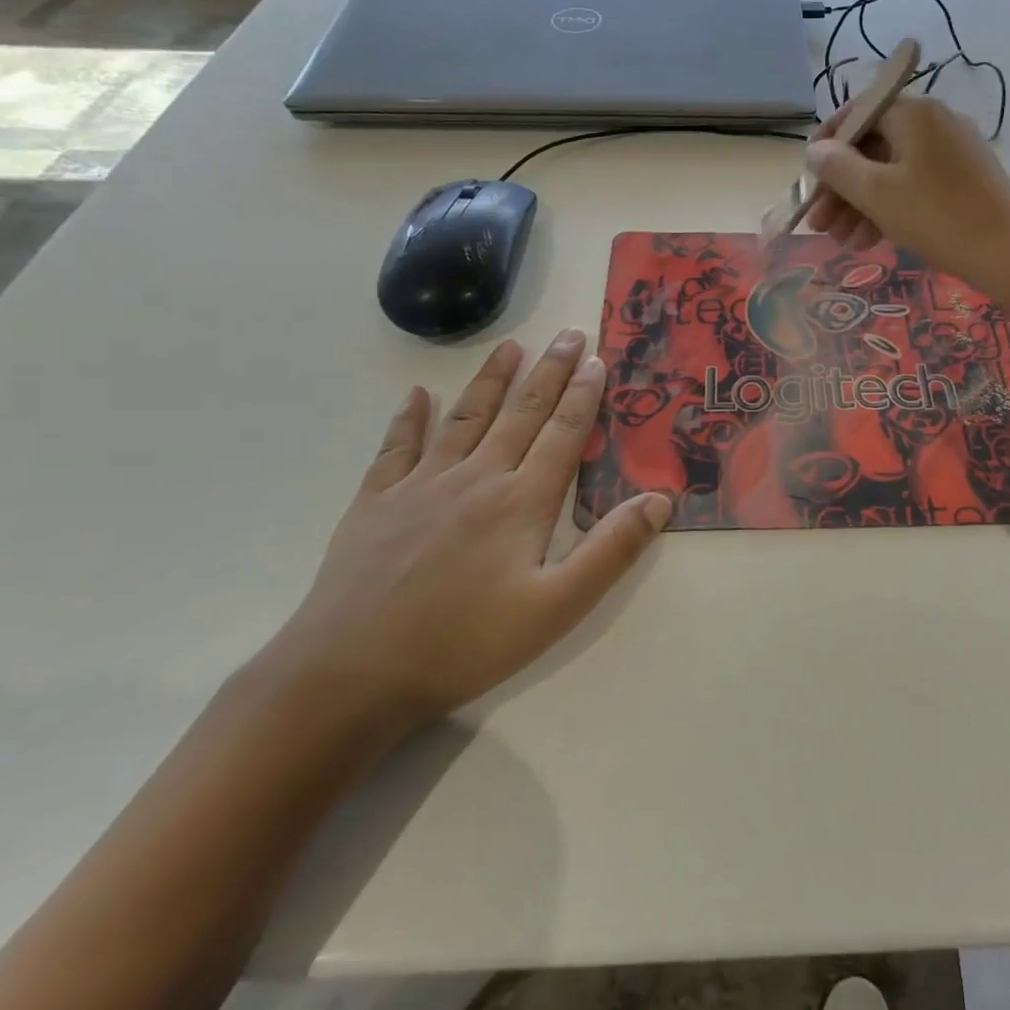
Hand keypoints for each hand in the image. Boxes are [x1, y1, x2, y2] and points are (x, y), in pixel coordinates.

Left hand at [262, 330, 671, 733]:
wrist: (350, 675)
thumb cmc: (464, 644)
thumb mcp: (556, 608)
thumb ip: (612, 550)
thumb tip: (660, 499)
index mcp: (522, 501)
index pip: (562, 433)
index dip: (583, 395)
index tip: (598, 359)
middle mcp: (476, 477)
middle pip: (521, 413)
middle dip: (550, 371)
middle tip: (569, 334)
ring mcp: (421, 485)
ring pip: (466, 418)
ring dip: (492, 380)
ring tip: (511, 346)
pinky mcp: (376, 501)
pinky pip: (397, 447)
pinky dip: (410, 417)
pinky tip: (418, 394)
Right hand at [804, 96, 1009, 295]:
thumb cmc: (937, 217)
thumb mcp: (876, 193)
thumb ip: (837, 168)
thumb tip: (816, 151)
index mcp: (914, 114)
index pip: (858, 112)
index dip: (828, 143)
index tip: (809, 176)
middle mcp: (935, 123)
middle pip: (873, 147)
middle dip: (841, 186)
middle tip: (819, 224)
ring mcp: (953, 153)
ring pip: (892, 171)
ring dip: (861, 204)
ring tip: (842, 241)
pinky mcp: (965, 181)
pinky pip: (915, 186)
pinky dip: (890, 208)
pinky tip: (870, 240)